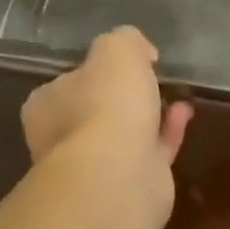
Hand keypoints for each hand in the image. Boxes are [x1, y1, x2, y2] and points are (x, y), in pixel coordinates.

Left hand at [22, 28, 192, 199]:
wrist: (120, 176)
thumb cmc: (105, 103)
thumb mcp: (116, 48)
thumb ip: (126, 40)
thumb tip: (140, 51)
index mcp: (45, 106)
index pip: (65, 82)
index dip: (92, 70)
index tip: (120, 62)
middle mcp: (62, 139)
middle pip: (94, 110)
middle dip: (121, 96)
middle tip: (148, 76)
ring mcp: (95, 169)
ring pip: (123, 133)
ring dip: (148, 112)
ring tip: (173, 90)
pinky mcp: (129, 188)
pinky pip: (150, 152)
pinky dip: (167, 131)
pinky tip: (184, 111)